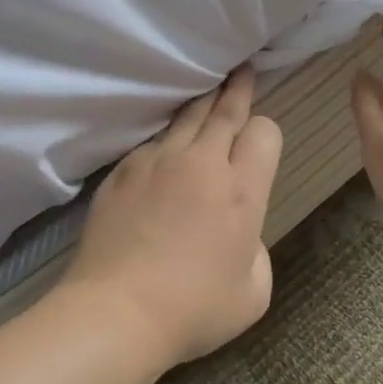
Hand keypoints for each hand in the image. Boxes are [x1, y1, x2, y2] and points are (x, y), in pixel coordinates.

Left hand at [59, 67, 283, 369]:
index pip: (264, 132)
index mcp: (242, 191)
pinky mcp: (122, 171)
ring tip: (208, 92)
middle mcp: (201, 164)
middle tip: (242, 70)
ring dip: (202, 105)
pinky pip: (151, 143)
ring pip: (186, 117)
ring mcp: (157, 162)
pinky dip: (165, 141)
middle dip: (238, 89)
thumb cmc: (194, 310)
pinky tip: (164, 152)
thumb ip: (257, 248)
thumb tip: (240, 229)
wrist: (116, 313)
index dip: (266, 133)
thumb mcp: (254, 291)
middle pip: (225, 110)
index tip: (259, 143)